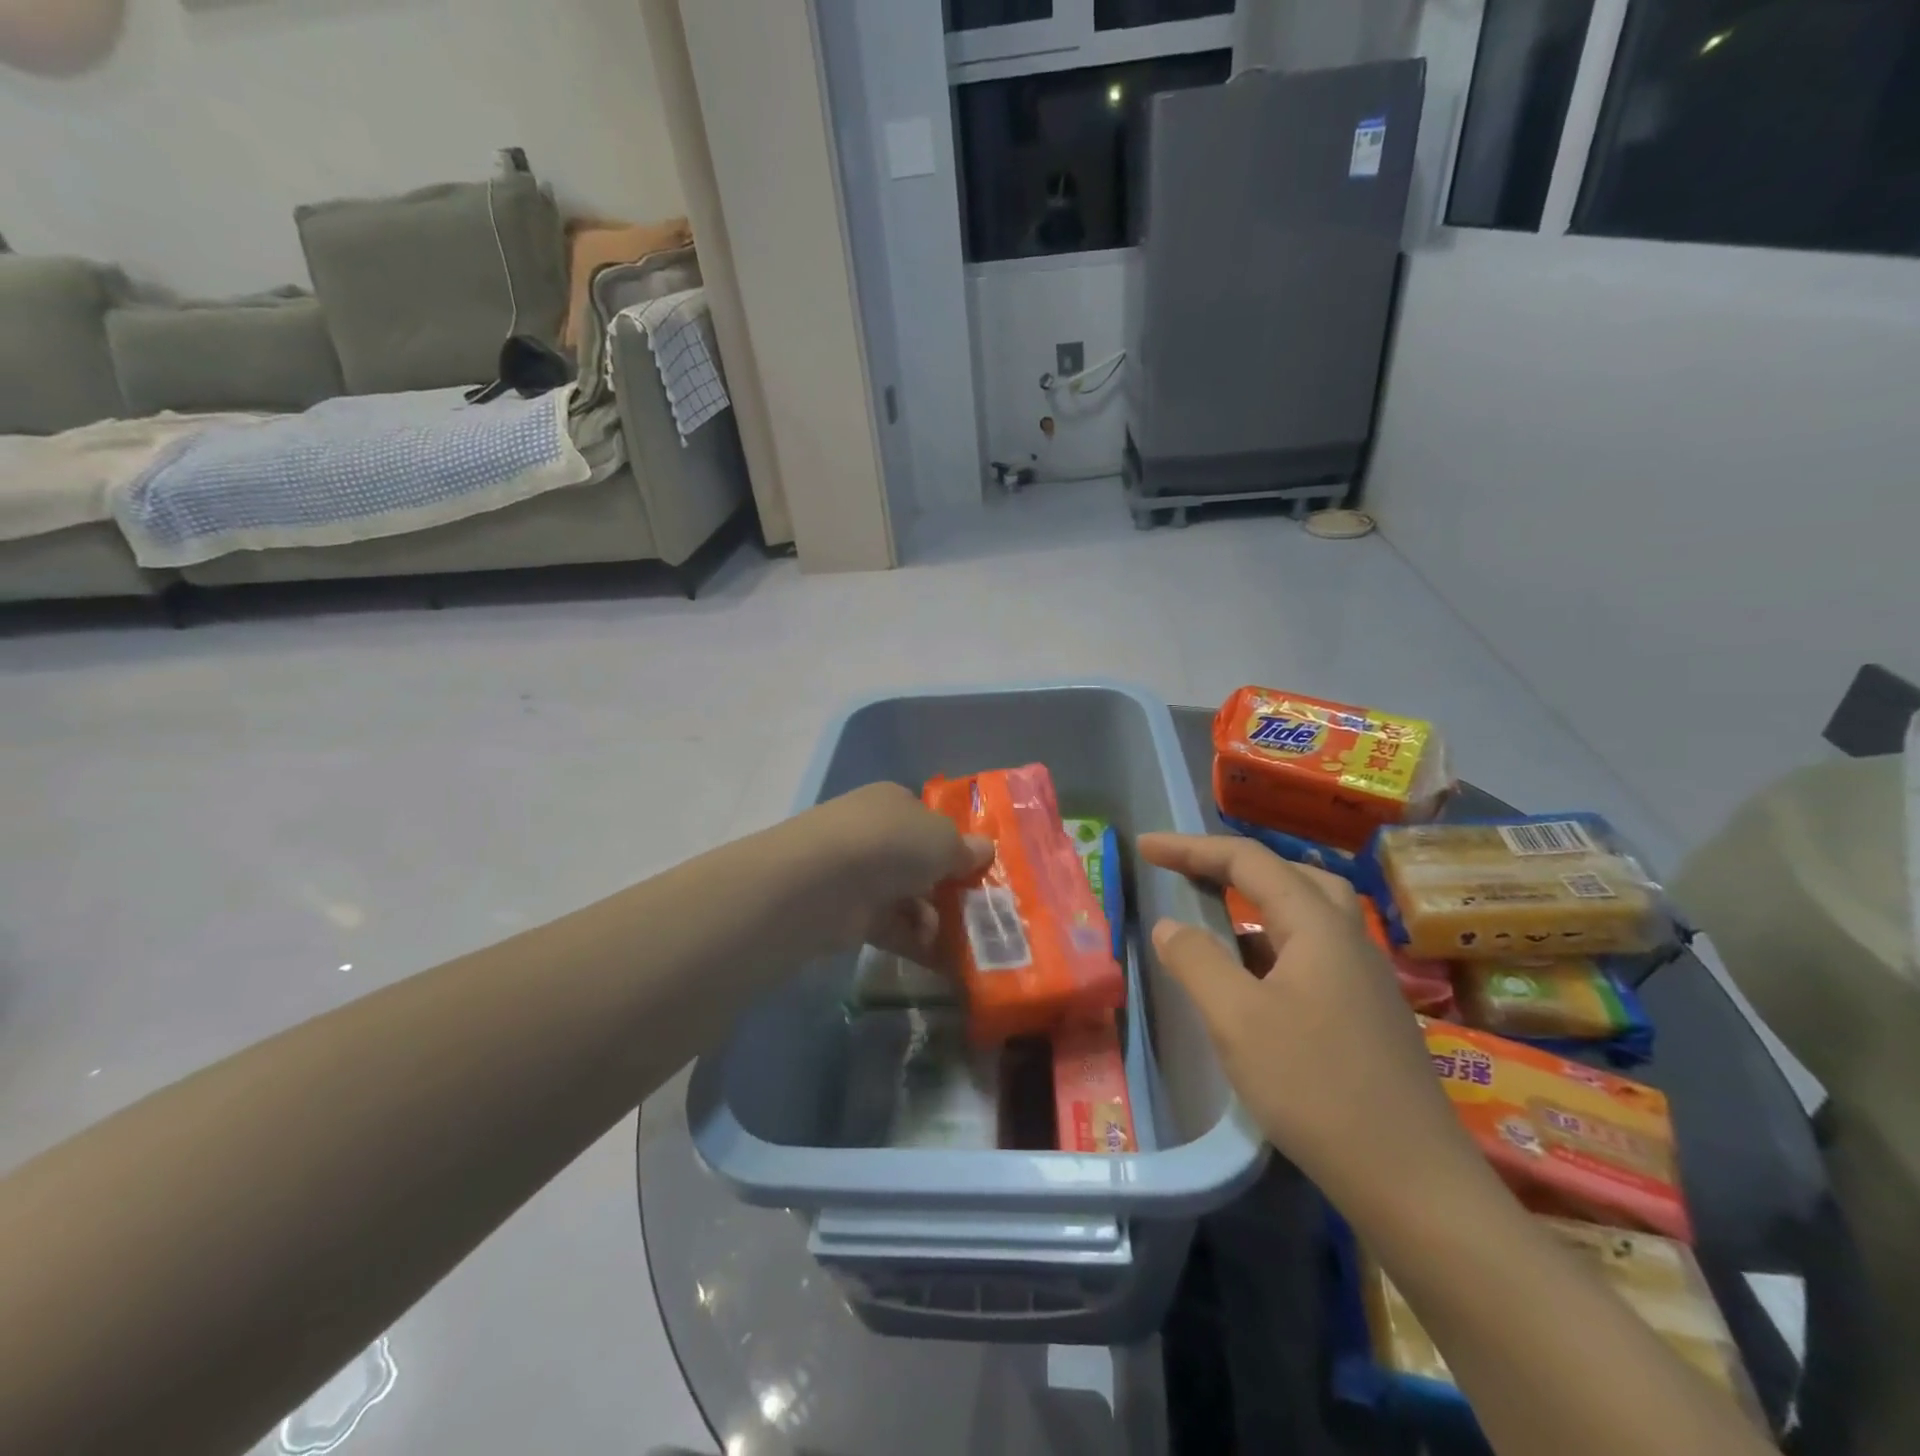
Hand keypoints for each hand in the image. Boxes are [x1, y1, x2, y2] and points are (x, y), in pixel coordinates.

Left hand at [804, 782, 993, 962]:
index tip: (980, 870)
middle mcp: (875, 834)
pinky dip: (917, 943)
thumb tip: (985, 850)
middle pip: (920, 862)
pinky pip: (893, 928)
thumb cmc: (892, 844)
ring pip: (909, 898)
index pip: (928, 820)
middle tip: (980, 912)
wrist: (824, 882)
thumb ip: (965, 849)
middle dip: (949, 888)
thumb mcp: (943, 840)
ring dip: (936, 920)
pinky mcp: (850, 914)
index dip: (955, 844)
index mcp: (895, 802)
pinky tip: (943, 960)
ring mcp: (860, 874)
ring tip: (963, 940)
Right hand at [1137, 833, 1480, 1214]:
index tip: (1146, 847)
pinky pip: (1313, 949)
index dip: (1191, 848)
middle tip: (1186, 870)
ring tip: (1216, 909)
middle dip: (1231, 864)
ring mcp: (1364, 976)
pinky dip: (1274, 939)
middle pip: (1289, 874)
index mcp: (1317, 925)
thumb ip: (1196, 961)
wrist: (1412, 1181)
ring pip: (1307, 912)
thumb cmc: (1316, 1088)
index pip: (1248, 861)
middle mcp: (1347, 938)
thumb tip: (1169, 926)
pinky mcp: (1367, 1012)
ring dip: (1257, 898)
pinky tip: (1253, 972)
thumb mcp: (1237, 1020)